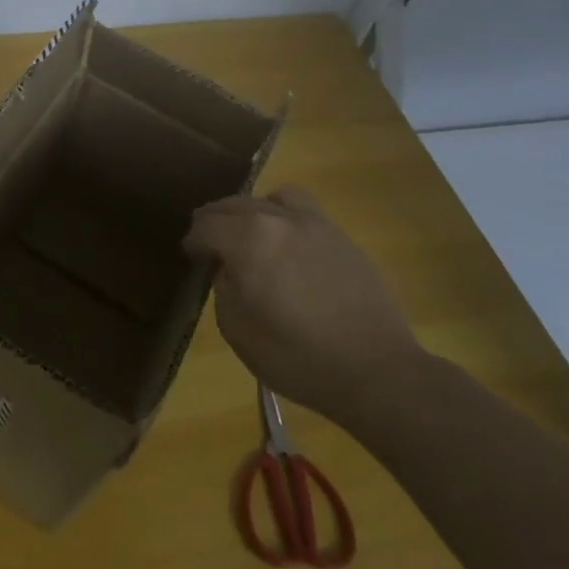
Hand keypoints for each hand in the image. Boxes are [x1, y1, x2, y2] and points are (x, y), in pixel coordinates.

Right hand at [184, 185, 424, 425]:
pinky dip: (284, 216)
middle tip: (209, 241)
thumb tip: (227, 269)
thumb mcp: (238, 330)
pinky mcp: (342, 237)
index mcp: (248, 239)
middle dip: (215, 221)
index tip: (192, 257)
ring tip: (249, 232)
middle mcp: (279, 219)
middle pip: (234, 205)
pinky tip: (287, 242)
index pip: (206, 227)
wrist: (376, 370)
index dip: (193, 242)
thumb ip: (223, 288)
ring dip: (251, 211)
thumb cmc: (297, 357)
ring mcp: (315, 224)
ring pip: (271, 199)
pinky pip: (303, 210)